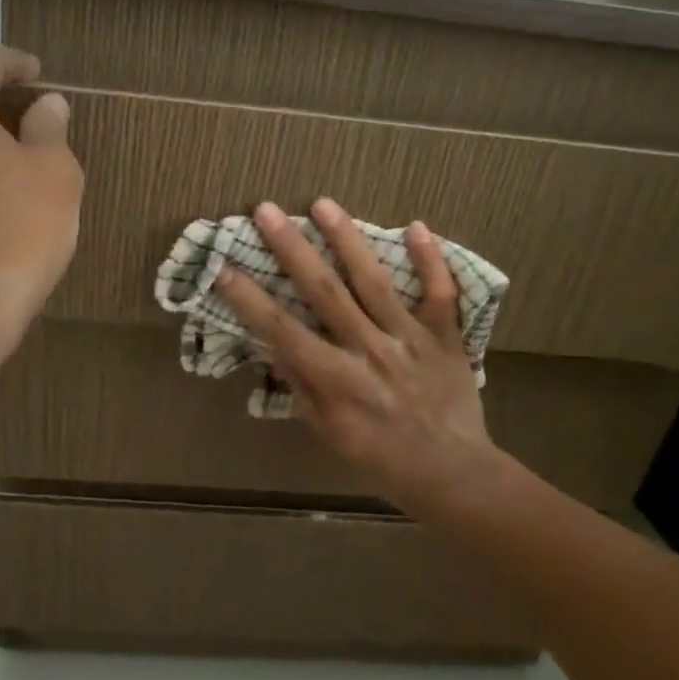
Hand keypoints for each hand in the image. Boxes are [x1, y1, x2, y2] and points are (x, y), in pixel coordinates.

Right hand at [215, 198, 500, 518]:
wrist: (454, 475)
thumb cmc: (383, 461)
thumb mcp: (331, 436)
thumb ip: (304, 389)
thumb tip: (275, 348)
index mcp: (338, 381)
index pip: (284, 332)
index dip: (250, 300)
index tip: (224, 267)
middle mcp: (370, 351)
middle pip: (325, 292)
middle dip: (292, 249)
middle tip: (266, 210)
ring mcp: (410, 340)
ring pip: (374, 283)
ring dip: (347, 240)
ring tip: (323, 204)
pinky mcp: (445, 338)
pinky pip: (440, 294)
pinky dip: (431, 261)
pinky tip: (417, 226)